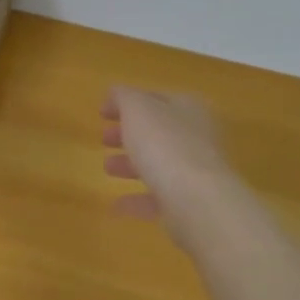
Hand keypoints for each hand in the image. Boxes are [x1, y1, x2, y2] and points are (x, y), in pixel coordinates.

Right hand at [101, 87, 237, 237]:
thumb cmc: (166, 145)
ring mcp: (197, 172)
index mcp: (189, 108)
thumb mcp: (137, 109)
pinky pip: (160, 198)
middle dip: (129, 134)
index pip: (155, 98)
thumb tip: (115, 94)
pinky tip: (116, 205)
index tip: (101, 113)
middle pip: (158, 132)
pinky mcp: (192, 204)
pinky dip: (138, 199)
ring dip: (132, 165)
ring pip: (160, 164)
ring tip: (107, 168)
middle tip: (104, 139)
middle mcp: (198, 137)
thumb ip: (124, 97)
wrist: (199, 203)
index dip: (126, 102)